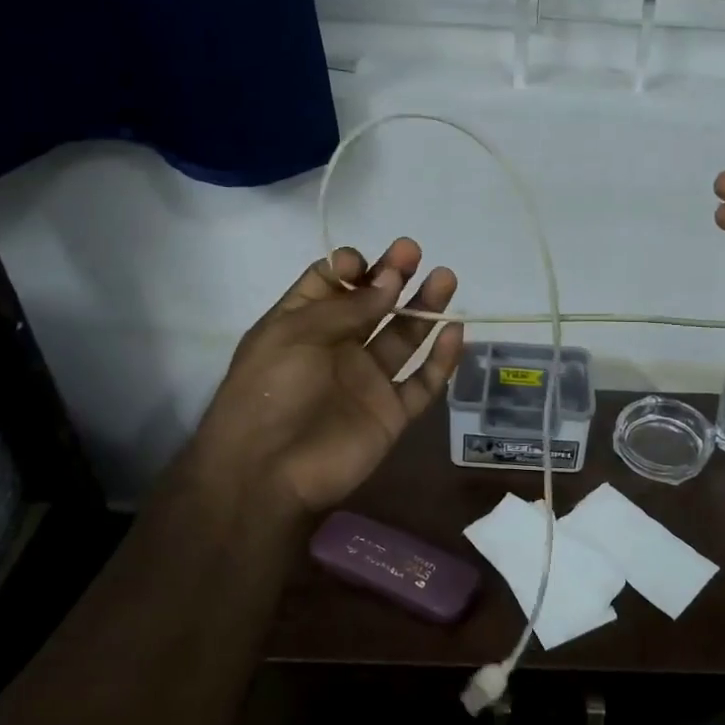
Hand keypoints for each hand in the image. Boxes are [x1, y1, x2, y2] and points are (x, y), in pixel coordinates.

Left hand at [194, 238, 462, 520]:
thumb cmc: (270, 390)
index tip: (365, 264)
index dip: (352, 268)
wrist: (269, 471)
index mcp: (304, 325)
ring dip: (424, 307)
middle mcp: (339, 347)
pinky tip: (455, 332)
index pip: (332, 284)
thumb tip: (390, 282)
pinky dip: (441, 359)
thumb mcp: (294, 334)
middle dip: (393, 276)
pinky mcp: (392, 412)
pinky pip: (423, 382)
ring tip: (445, 278)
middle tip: (412, 252)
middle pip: (374, 305)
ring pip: (404, 337)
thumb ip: (347, 307)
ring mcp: (368, 380)